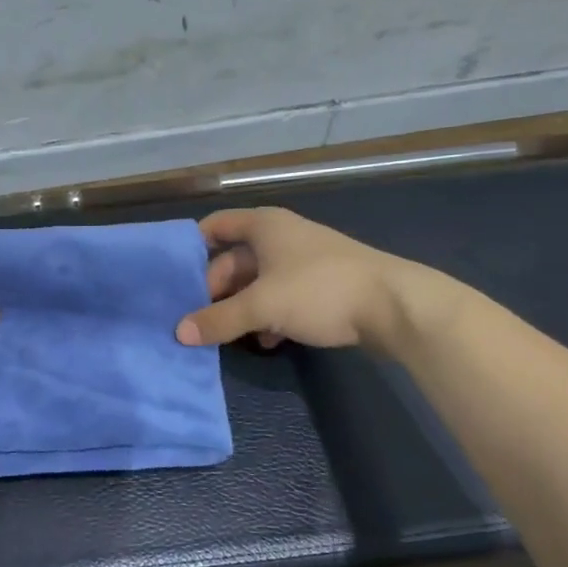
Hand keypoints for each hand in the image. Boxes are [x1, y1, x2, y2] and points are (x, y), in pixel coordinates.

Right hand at [175, 207, 440, 349]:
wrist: (394, 306)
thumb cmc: (319, 291)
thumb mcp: (262, 306)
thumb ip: (218, 319)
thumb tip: (178, 333)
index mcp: (264, 226)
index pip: (216, 225)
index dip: (192, 247)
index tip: (173, 276)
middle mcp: (281, 236)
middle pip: (234, 260)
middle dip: (215, 290)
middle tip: (198, 319)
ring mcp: (303, 261)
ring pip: (258, 282)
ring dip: (242, 308)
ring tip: (226, 335)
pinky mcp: (322, 286)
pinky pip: (282, 297)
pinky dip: (269, 316)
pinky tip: (267, 341)